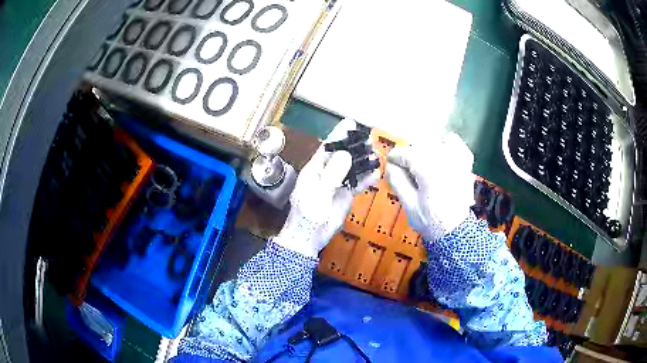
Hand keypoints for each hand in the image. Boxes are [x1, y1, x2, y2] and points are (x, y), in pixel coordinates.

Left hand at [274, 119, 380, 257]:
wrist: (308, 237)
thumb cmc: (307, 214)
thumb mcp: (318, 192)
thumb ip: (332, 174)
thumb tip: (345, 154)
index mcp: (314, 169)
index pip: (328, 147)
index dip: (339, 135)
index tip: (350, 123)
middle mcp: (326, 173)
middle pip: (342, 155)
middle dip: (355, 147)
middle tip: (369, 139)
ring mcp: (337, 184)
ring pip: (352, 168)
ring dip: (363, 161)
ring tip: (376, 154)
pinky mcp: (345, 195)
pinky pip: (358, 184)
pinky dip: (367, 179)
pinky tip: (377, 173)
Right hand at [386, 132, 474, 241]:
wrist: (455, 231)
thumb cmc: (431, 221)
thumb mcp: (409, 205)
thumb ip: (398, 182)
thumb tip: (389, 165)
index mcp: (430, 173)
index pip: (408, 154)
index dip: (396, 156)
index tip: (390, 161)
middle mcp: (445, 162)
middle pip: (421, 146)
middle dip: (410, 154)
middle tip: (404, 167)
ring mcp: (458, 162)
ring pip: (437, 143)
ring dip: (426, 149)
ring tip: (421, 163)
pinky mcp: (466, 165)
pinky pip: (457, 145)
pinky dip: (448, 143)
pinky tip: (441, 149)